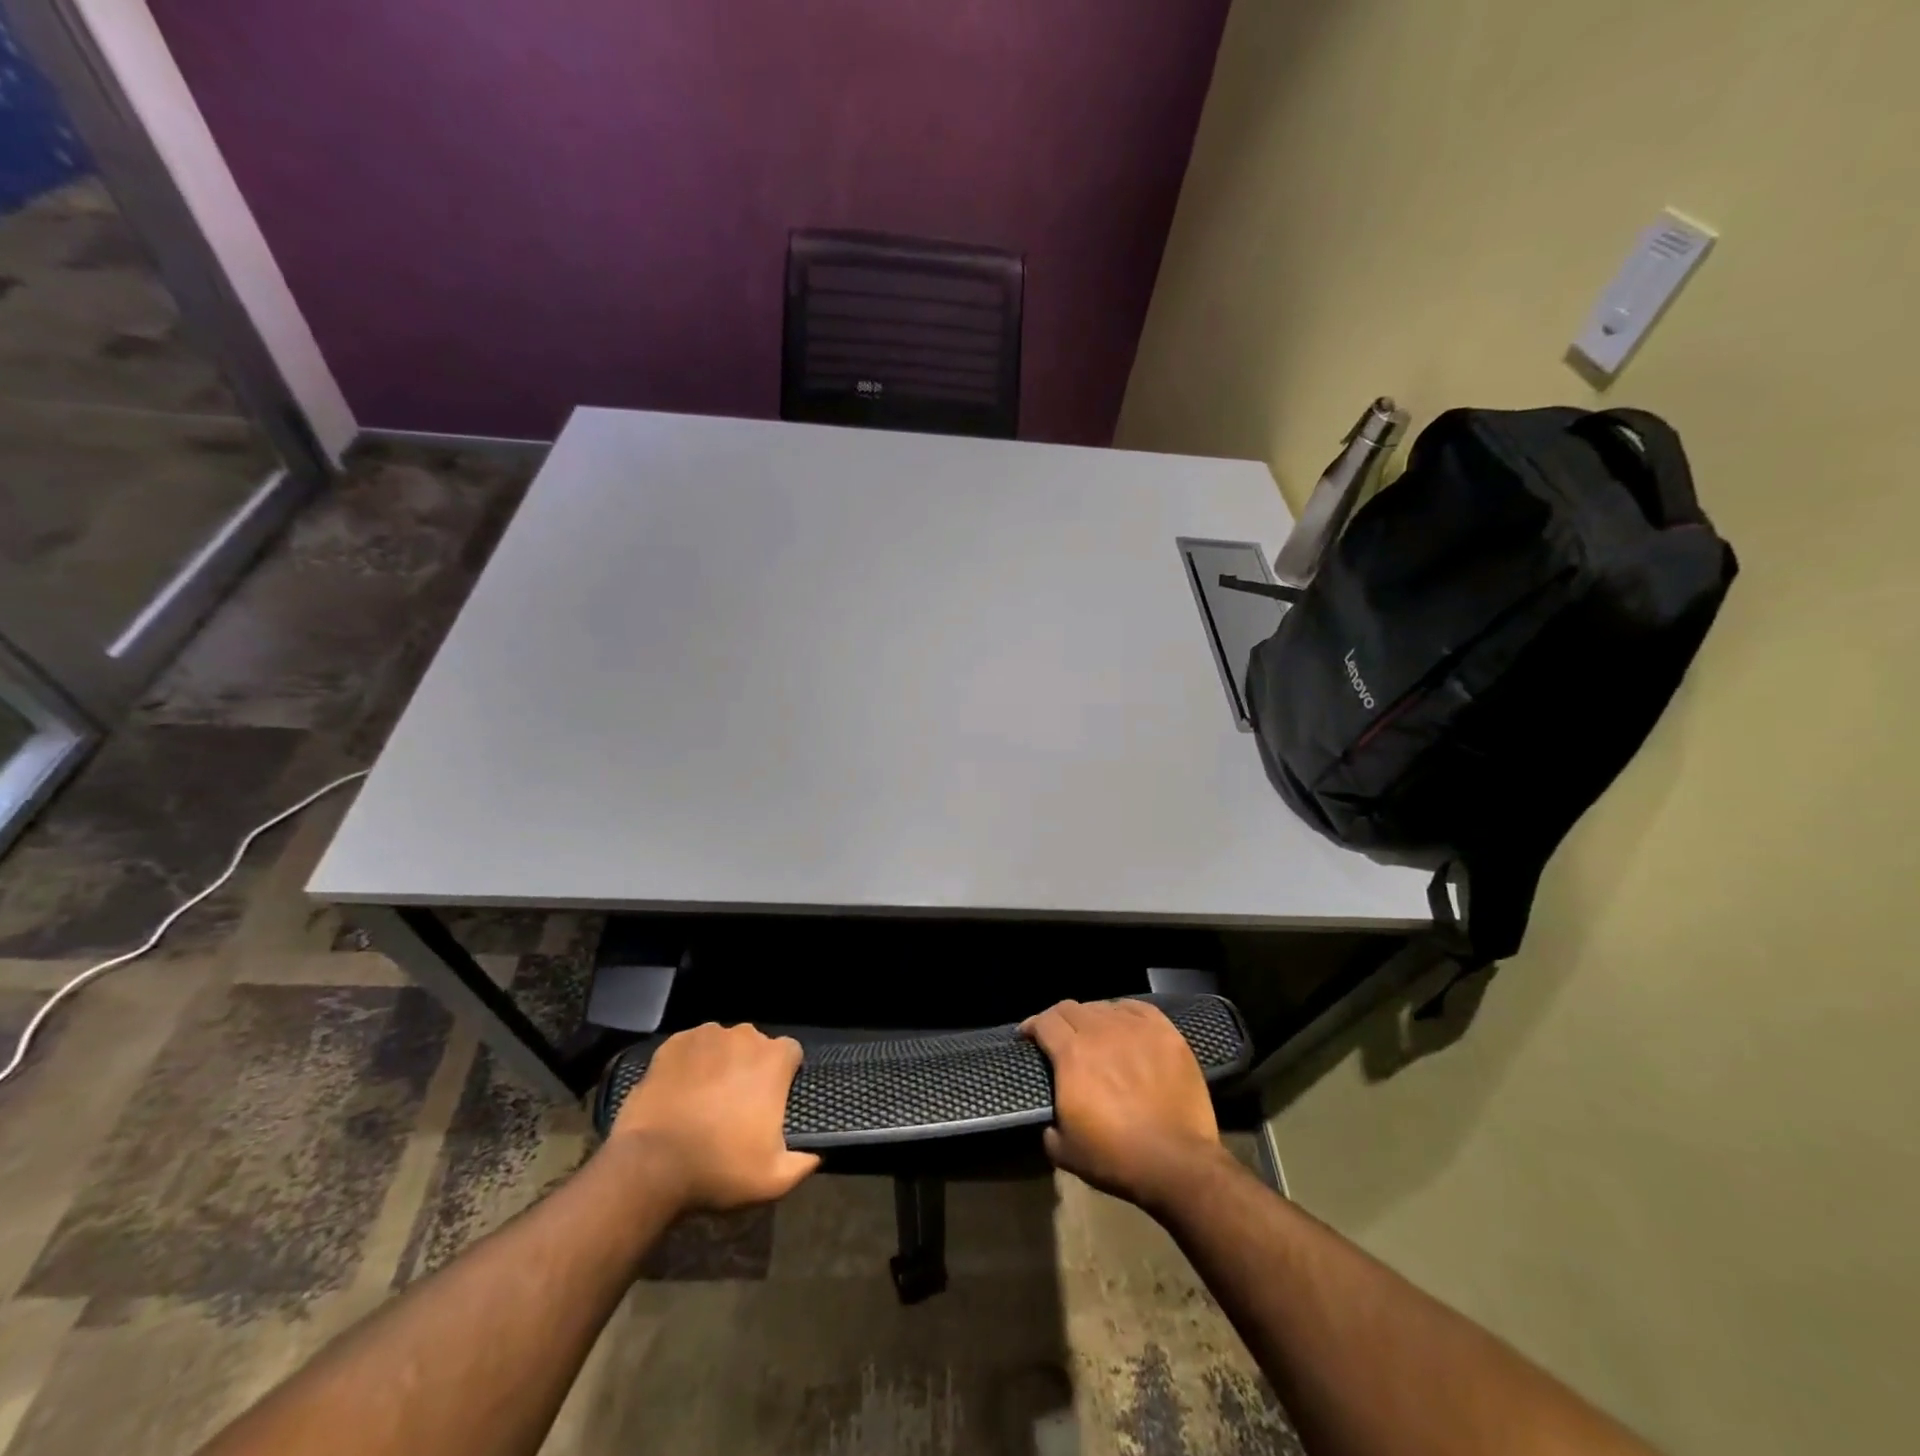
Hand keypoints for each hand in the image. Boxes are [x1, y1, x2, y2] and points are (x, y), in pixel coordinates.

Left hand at [609, 1022, 819, 1211]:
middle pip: (755, 1046)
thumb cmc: (719, 1167)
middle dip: (750, 1068)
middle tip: (736, 1104)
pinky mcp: (673, 1044)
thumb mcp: (772, 1180)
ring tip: (705, 1098)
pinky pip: (690, 1048)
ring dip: (720, 1063)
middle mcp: (744, 1036)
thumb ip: (802, 1164)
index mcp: (774, 1060)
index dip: (784, 1075)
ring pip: (722, 1044)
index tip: (772, 1101)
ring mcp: (706, 1036)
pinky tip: (680, 1091)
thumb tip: (816, 1156)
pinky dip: (689, 1064)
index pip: (791, 1053)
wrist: (651, 1165)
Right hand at [1022, 999, 1229, 1209]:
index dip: (1031, 1025)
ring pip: (1103, 1006)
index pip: (1044, 1022)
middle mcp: (1100, 1031)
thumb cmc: (1116, 1158)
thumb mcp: (1064, 1150)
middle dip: (1058, 1019)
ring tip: (1094, 1034)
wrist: (1177, 1162)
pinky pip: (1137, 1008)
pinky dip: (1123, 1012)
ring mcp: (1135, 1028)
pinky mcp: (1165, 1032)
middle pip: (1071, 1008)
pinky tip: (1124, 1024)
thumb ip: (1048, 1124)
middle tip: (1059, 1036)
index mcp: (1072, 1054)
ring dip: (1091, 1017)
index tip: (1027, 1036)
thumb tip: (1049, 1120)